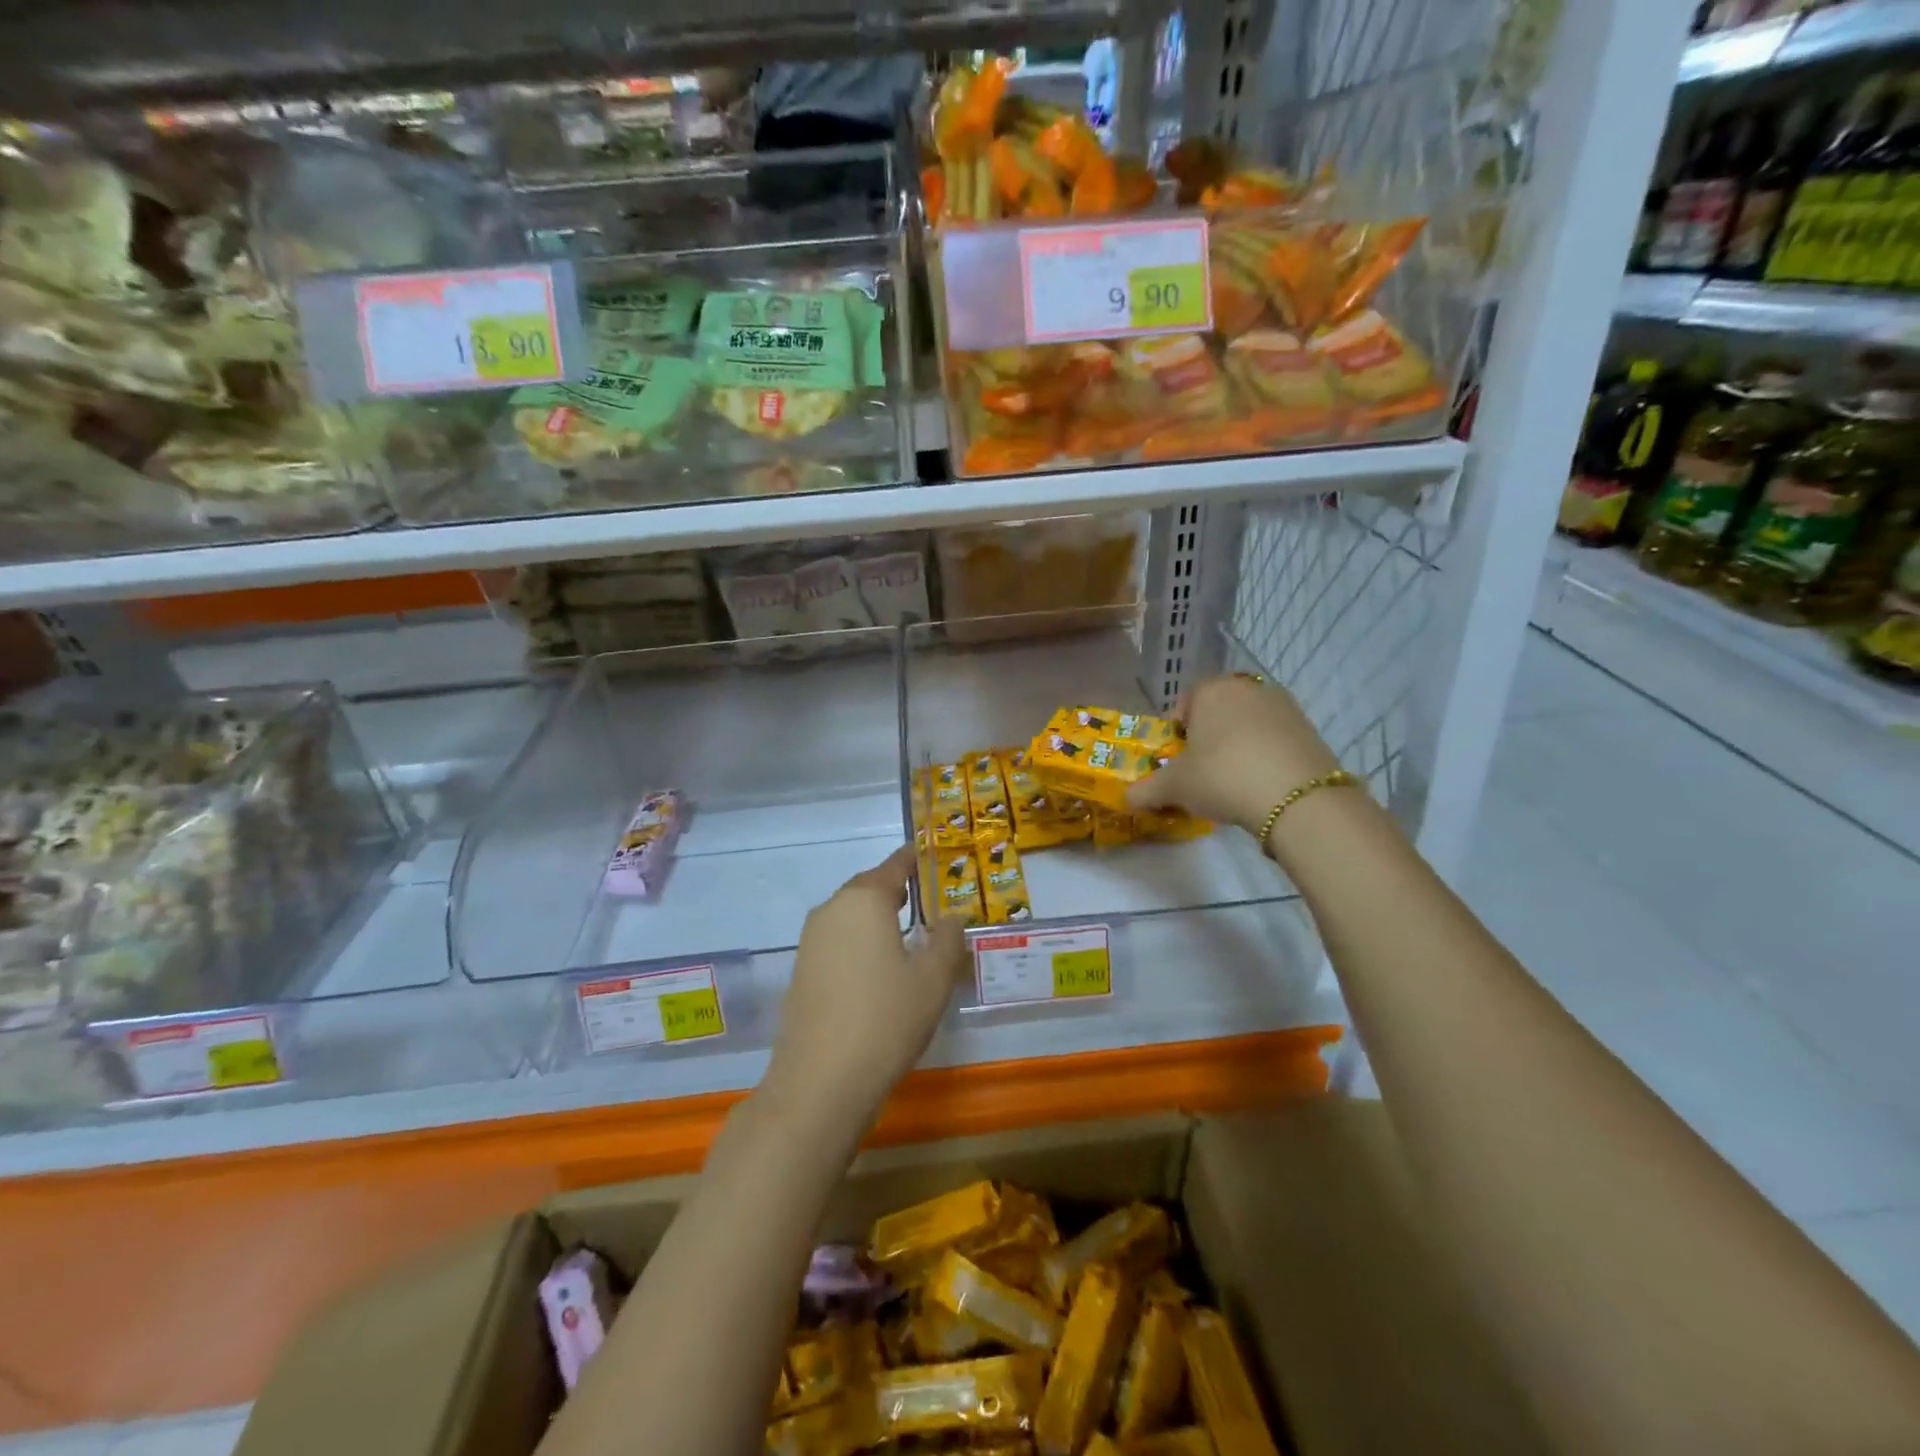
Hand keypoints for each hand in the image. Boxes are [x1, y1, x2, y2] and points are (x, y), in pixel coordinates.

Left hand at [770, 845, 968, 1120]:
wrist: (821, 1080)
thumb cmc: (887, 1018)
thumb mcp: (933, 979)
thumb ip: (947, 940)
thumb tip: (952, 917)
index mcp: (864, 900)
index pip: (894, 866)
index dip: (913, 859)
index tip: (929, 853)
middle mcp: (832, 910)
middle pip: (868, 888)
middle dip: (895, 889)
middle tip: (924, 896)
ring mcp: (811, 941)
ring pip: (850, 915)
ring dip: (876, 917)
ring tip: (905, 931)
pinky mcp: (801, 970)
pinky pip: (837, 940)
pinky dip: (859, 941)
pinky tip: (877, 966)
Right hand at [1126, 674, 1341, 838]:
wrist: (1297, 797)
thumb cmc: (1221, 776)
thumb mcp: (1174, 787)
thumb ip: (1145, 790)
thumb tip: (1125, 799)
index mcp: (1210, 690)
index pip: (1185, 704)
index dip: (1177, 733)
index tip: (1177, 761)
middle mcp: (1248, 688)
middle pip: (1219, 712)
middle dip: (1209, 739)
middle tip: (1203, 773)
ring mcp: (1284, 706)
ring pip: (1249, 725)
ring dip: (1239, 747)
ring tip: (1234, 783)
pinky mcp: (1310, 729)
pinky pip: (1276, 740)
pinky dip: (1266, 757)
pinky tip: (1262, 786)